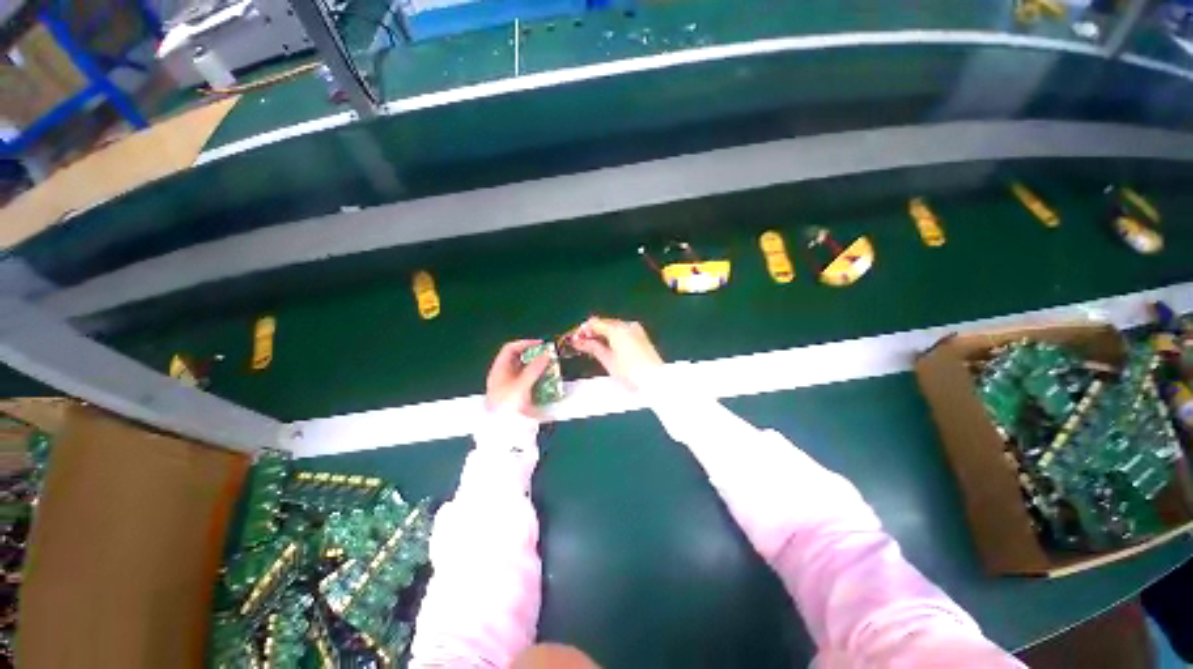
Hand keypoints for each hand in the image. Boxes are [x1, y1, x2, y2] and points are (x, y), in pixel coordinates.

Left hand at [486, 340, 551, 416]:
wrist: (503, 433)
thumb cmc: (508, 405)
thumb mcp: (521, 385)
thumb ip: (534, 369)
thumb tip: (547, 354)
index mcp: (499, 370)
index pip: (510, 349)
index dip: (525, 344)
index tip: (541, 345)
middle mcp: (504, 376)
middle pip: (519, 359)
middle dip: (534, 356)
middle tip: (549, 356)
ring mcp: (512, 386)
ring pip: (526, 371)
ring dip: (539, 368)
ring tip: (552, 367)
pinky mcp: (519, 396)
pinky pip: (530, 382)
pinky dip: (540, 379)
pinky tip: (549, 382)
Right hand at [570, 316, 663, 387]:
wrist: (655, 379)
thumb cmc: (629, 371)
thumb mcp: (608, 360)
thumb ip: (593, 347)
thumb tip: (578, 340)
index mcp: (617, 329)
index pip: (595, 323)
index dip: (582, 330)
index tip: (574, 339)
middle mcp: (627, 325)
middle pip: (604, 323)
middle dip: (592, 332)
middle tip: (581, 344)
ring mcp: (635, 329)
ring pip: (613, 327)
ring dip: (601, 334)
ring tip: (592, 347)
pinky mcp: (641, 336)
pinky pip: (622, 331)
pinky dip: (612, 336)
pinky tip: (607, 346)